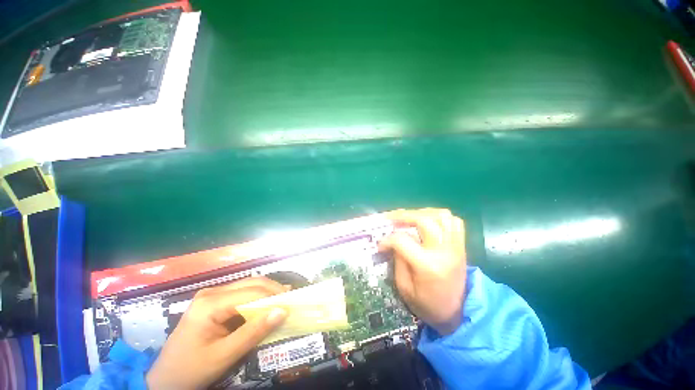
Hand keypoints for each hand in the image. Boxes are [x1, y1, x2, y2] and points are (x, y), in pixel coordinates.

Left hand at [146, 277, 288, 388]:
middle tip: (291, 299)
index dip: (273, 296)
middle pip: (251, 283)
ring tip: (283, 299)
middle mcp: (212, 292)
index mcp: (210, 303)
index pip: (251, 292)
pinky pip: (241, 294)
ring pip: (248, 285)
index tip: (292, 303)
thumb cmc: (191, 370)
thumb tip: (282, 311)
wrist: (164, 379)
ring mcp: (211, 295)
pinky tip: (266, 303)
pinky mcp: (214, 301)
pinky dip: (257, 297)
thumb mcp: (223, 356)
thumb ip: (253, 332)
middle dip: (273, 290)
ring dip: (267, 292)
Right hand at [379, 208, 466, 335]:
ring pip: (441, 215)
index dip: (387, 239)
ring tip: (409, 218)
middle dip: (403, 216)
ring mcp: (455, 246)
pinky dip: (439, 216)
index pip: (402, 240)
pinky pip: (454, 221)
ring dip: (421, 213)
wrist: (458, 313)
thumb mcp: (404, 288)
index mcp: (427, 266)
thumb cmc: (427, 304)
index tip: (381, 243)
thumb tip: (392, 240)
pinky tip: (427, 221)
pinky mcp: (461, 245)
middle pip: (423, 220)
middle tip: (391, 219)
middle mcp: (443, 251)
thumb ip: (398, 260)